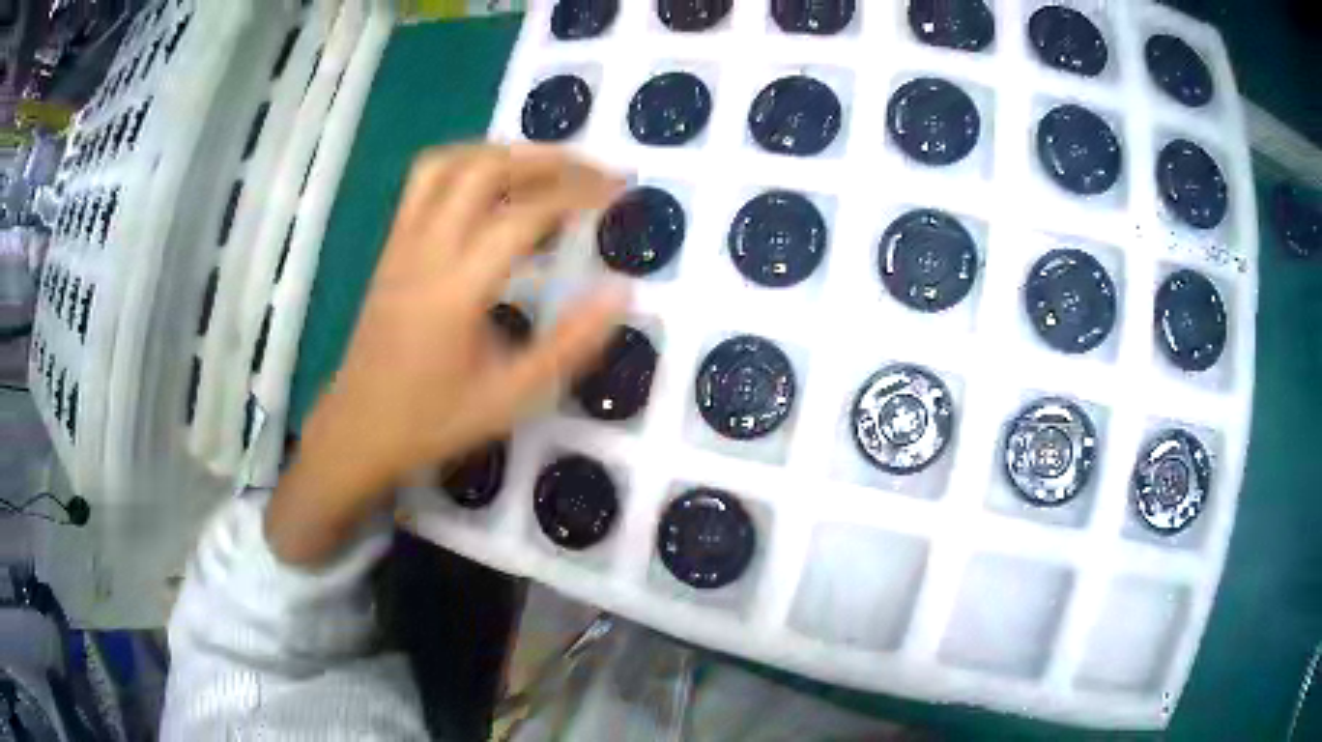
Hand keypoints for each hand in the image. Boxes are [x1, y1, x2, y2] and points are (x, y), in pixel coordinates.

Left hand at [268, 145, 626, 564]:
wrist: (357, 430)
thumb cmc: (433, 420)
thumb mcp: (510, 397)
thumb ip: (569, 345)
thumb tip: (621, 293)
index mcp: (457, 289)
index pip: (524, 216)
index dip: (577, 194)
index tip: (616, 191)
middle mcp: (426, 251)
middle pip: (484, 170)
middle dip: (544, 158)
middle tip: (588, 168)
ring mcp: (401, 244)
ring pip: (446, 164)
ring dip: (500, 152)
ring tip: (543, 164)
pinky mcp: (390, 248)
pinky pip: (423, 183)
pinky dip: (465, 164)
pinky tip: (490, 183)